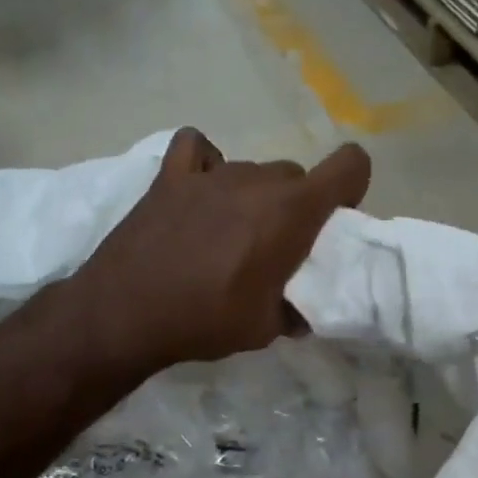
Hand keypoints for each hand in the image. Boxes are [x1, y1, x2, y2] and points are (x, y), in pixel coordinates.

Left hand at [76, 128, 371, 373]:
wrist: (126, 313)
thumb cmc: (205, 321)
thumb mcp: (264, 329)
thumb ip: (292, 312)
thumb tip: (300, 314)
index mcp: (291, 212)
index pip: (349, 166)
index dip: (351, 187)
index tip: (334, 221)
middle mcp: (257, 180)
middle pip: (296, 176)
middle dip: (296, 206)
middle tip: (276, 246)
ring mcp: (211, 173)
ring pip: (252, 170)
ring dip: (253, 196)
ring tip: (229, 234)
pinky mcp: (170, 176)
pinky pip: (197, 148)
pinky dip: (206, 163)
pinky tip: (200, 191)